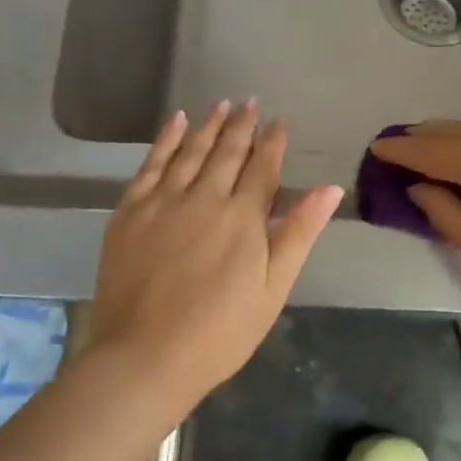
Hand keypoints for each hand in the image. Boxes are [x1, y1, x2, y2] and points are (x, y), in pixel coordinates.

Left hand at [92, 101, 343, 410]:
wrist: (145, 357)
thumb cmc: (220, 331)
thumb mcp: (274, 288)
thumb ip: (299, 232)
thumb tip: (330, 188)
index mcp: (243, 216)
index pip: (262, 167)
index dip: (273, 142)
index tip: (280, 121)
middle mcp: (204, 197)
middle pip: (227, 152)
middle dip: (242, 125)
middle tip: (251, 102)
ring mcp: (163, 202)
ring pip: (190, 151)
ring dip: (208, 125)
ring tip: (221, 104)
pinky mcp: (129, 212)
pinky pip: (150, 165)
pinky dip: (165, 141)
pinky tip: (175, 123)